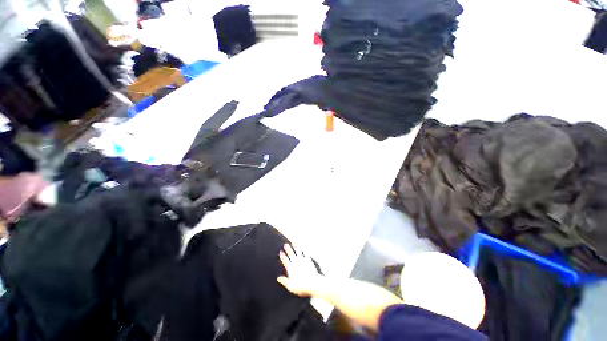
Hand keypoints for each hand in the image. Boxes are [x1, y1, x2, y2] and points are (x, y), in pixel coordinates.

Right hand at [277, 244, 324, 296]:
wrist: (313, 283)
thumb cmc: (302, 287)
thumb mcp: (291, 287)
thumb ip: (284, 281)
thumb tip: (278, 278)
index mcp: (291, 269)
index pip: (285, 261)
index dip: (282, 256)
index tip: (280, 252)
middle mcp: (296, 263)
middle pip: (291, 254)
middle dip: (288, 249)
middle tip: (285, 244)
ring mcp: (303, 260)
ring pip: (298, 251)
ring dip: (296, 246)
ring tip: (294, 242)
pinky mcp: (309, 260)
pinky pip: (306, 253)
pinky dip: (304, 249)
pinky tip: (304, 246)